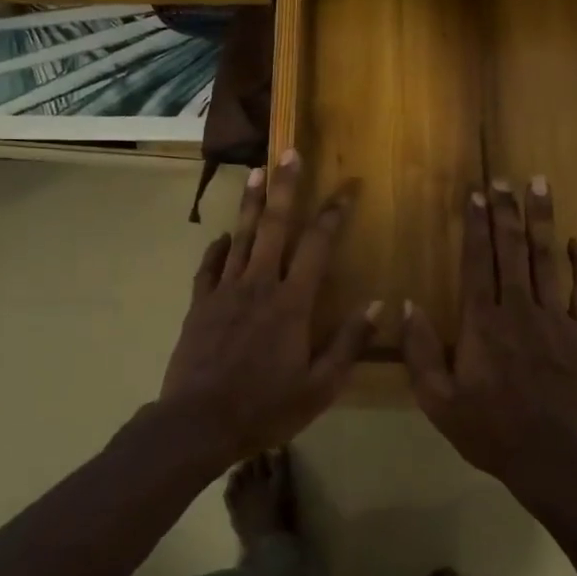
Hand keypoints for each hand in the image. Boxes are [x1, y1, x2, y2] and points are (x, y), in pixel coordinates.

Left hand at [159, 151, 376, 458]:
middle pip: (274, 226)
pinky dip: (218, 247)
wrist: (198, 423)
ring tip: (256, 171)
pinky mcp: (200, 305)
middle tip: (289, 152)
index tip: (347, 187)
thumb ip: (349, 343)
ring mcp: (225, 292)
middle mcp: (259, 285)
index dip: (334, 214)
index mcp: (292, 303)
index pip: (317, 246)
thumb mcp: (319, 386)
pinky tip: (223, 235)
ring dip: (250, 203)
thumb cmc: (265, 408)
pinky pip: (209, 267)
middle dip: (284, 187)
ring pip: (240, 236)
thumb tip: (379, 305)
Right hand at [401, 178, 576, 483]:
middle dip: (505, 210)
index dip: (475, 224)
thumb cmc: (489, 430)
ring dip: (542, 221)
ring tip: (539, 186)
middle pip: (510, 249)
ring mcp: (557, 319)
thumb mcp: (437, 400)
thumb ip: (420, 351)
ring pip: (547, 259)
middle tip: (503, 179)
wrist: (552, 459)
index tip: (476, 193)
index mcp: (482, 322)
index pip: (476, 261)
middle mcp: (518, 309)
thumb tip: (407, 305)